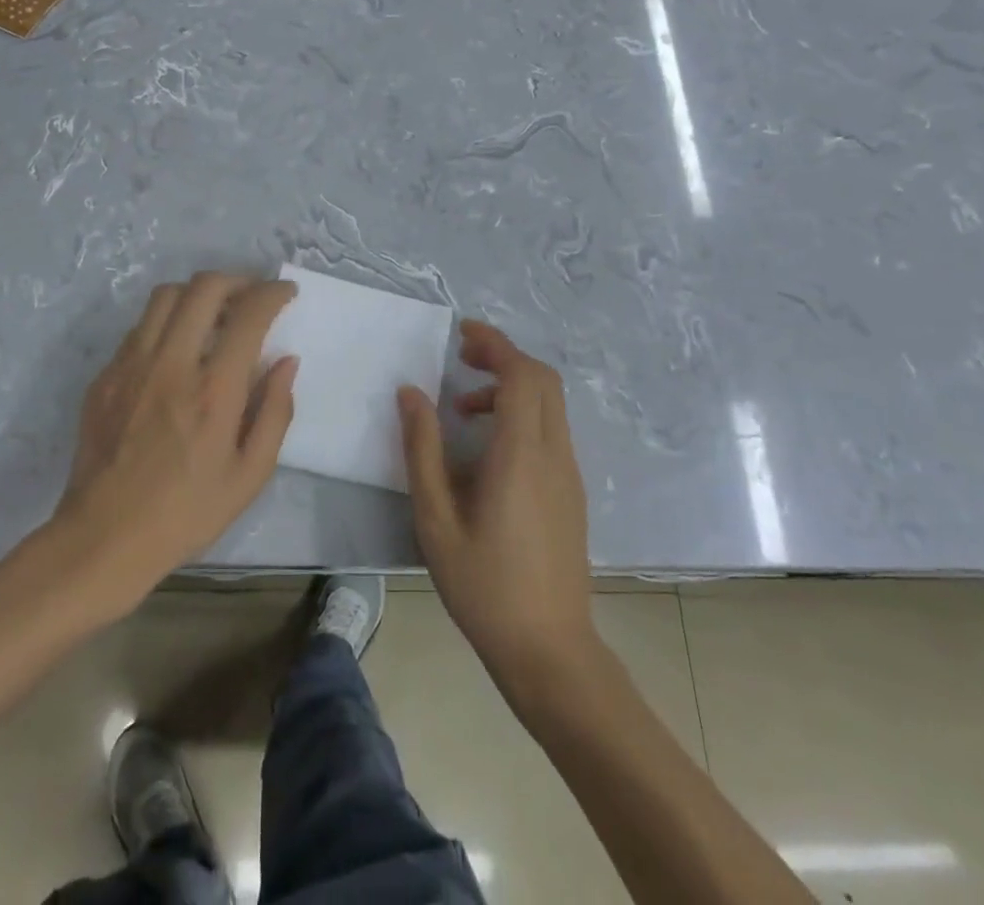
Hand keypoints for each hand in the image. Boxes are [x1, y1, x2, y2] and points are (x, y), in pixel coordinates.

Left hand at [53, 272, 297, 607]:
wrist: (104, 539)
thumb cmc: (187, 513)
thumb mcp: (250, 475)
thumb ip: (275, 411)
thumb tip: (286, 361)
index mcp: (213, 390)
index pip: (249, 314)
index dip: (273, 293)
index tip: (285, 293)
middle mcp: (171, 363)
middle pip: (204, 287)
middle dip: (237, 280)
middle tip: (252, 295)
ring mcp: (131, 365)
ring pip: (165, 296)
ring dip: (198, 293)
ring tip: (214, 314)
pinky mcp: (105, 376)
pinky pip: (139, 327)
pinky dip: (167, 322)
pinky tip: (177, 349)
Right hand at [400, 321, 596, 698]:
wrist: (549, 650)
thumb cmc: (484, 585)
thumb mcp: (436, 518)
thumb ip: (422, 449)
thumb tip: (410, 392)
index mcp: (521, 454)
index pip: (520, 374)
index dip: (494, 343)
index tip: (462, 333)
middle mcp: (554, 453)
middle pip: (543, 379)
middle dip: (504, 356)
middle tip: (462, 360)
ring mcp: (569, 472)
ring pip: (550, 403)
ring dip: (512, 386)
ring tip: (464, 409)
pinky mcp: (572, 491)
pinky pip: (552, 429)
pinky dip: (523, 412)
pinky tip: (488, 446)